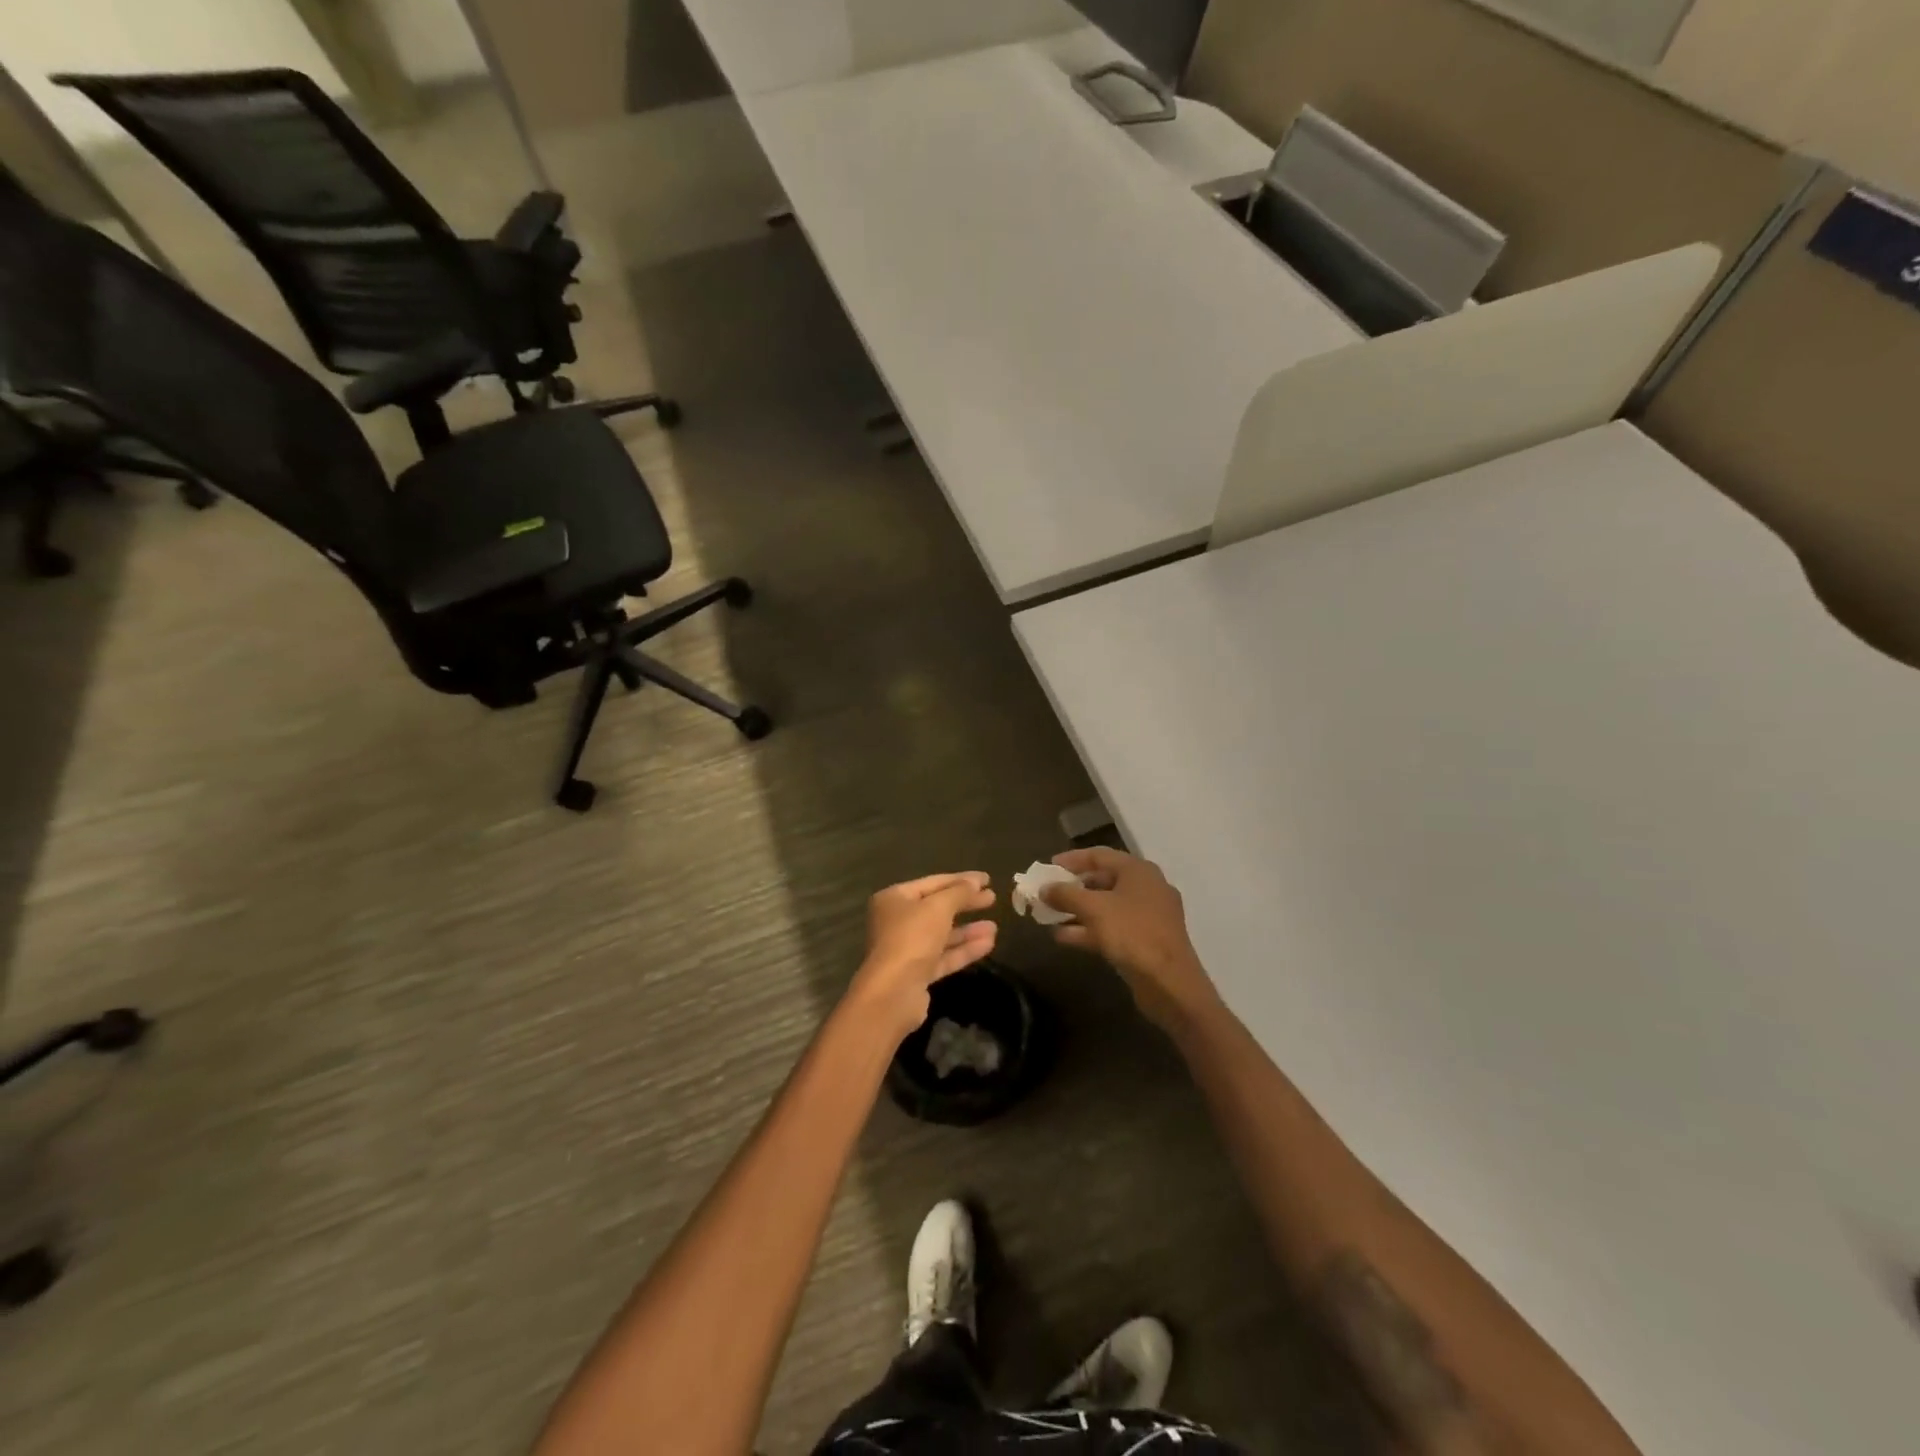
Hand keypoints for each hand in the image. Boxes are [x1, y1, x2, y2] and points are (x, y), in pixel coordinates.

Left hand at [849, 872, 997, 1034]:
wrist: (893, 993)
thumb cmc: (911, 938)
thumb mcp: (938, 907)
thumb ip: (959, 892)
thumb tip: (976, 881)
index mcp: (894, 899)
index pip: (933, 883)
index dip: (961, 879)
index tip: (987, 879)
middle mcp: (897, 921)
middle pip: (938, 908)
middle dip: (966, 903)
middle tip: (993, 898)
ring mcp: (907, 949)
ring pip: (942, 934)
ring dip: (968, 930)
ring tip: (994, 926)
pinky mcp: (917, 973)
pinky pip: (944, 956)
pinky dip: (964, 949)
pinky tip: (988, 943)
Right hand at [1042, 848, 1218, 1029]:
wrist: (1170, 983)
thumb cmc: (1132, 933)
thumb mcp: (1093, 909)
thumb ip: (1066, 894)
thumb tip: (1044, 888)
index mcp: (1138, 871)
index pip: (1099, 855)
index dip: (1071, 859)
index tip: (1048, 867)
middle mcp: (1146, 888)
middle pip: (1102, 881)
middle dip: (1072, 889)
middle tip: (1047, 894)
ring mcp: (1148, 916)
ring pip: (1106, 907)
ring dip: (1077, 911)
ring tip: (1048, 917)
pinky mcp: (1146, 941)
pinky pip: (1113, 927)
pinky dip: (1089, 930)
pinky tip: (1063, 938)